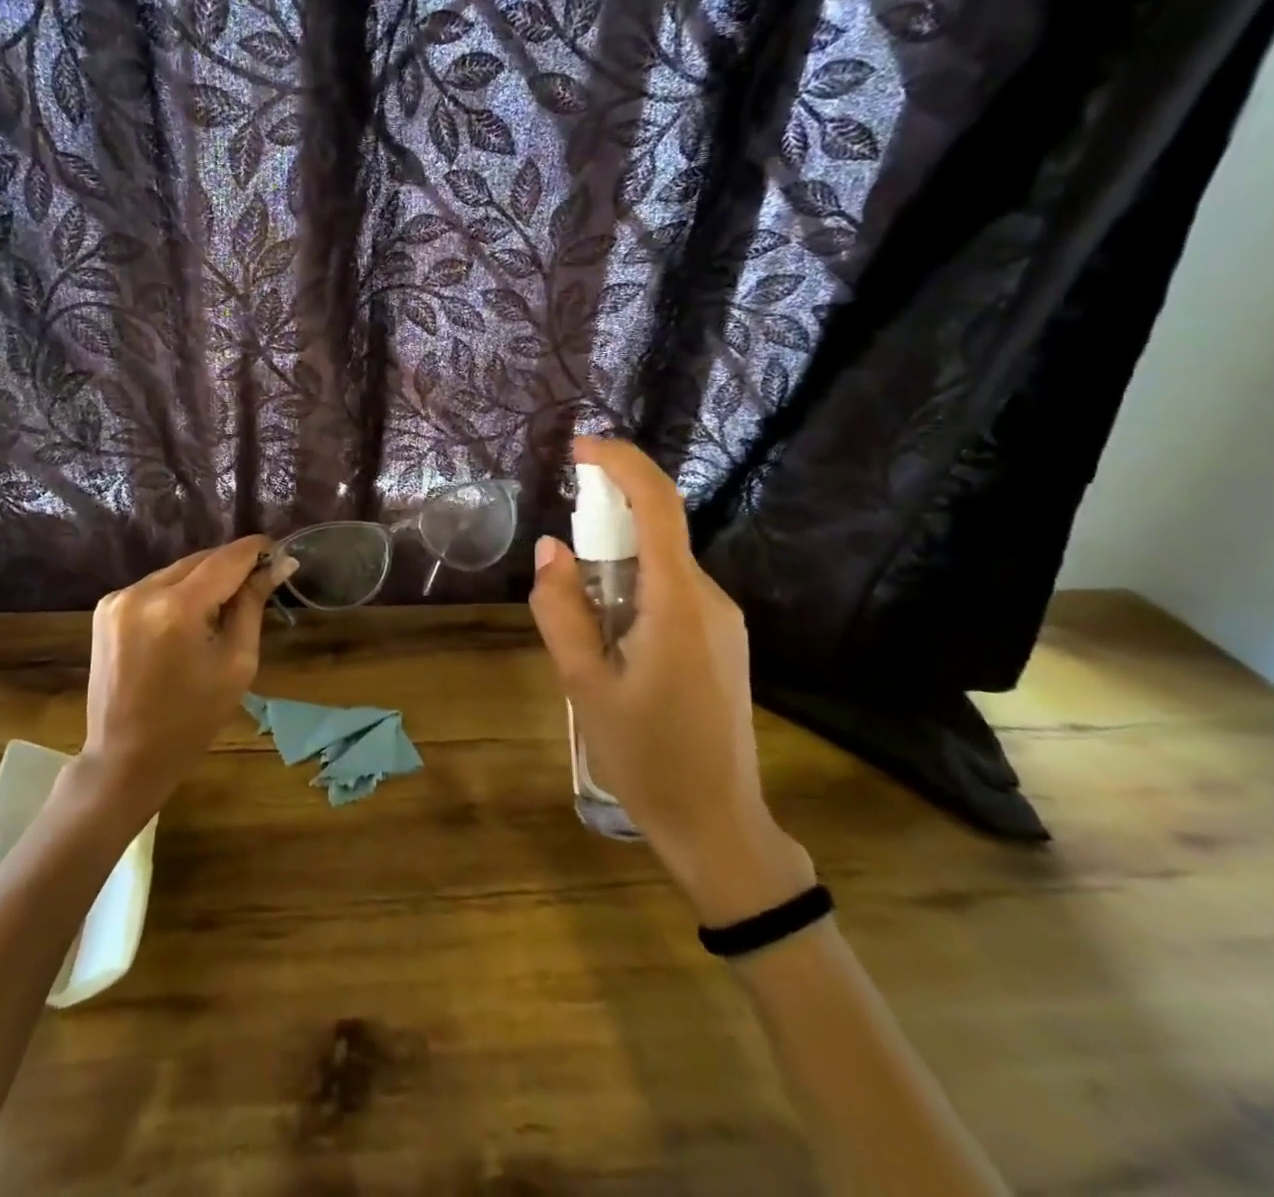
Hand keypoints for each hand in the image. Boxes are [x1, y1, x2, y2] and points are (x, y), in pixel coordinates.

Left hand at [75, 536, 296, 819]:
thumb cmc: (192, 720)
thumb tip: (277, 564)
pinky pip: (156, 585)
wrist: (125, 757)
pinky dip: (179, 592)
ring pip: (178, 570)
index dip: (257, 550)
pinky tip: (190, 618)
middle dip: (233, 567)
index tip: (282, 553)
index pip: (226, 559)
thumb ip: (252, 605)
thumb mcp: (237, 663)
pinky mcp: (106, 608)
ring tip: (225, 606)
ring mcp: (118, 597)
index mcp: (177, 608)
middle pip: (201, 560)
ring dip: (205, 579)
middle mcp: (142, 591)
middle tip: (261, 582)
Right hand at [528, 437, 813, 925]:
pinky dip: (632, 594)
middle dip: (604, 527)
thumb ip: (561, 610)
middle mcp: (710, 601)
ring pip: (660, 568)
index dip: (621, 465)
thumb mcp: (583, 685)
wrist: (718, 825)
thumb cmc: (646, 757)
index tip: (580, 448)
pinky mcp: (721, 643)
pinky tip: (611, 647)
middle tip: (560, 571)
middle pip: (656, 534)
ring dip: (614, 571)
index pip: (657, 507)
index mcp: (678, 605)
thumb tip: (550, 549)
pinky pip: (671, 594)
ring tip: (582, 633)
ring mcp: (723, 622)